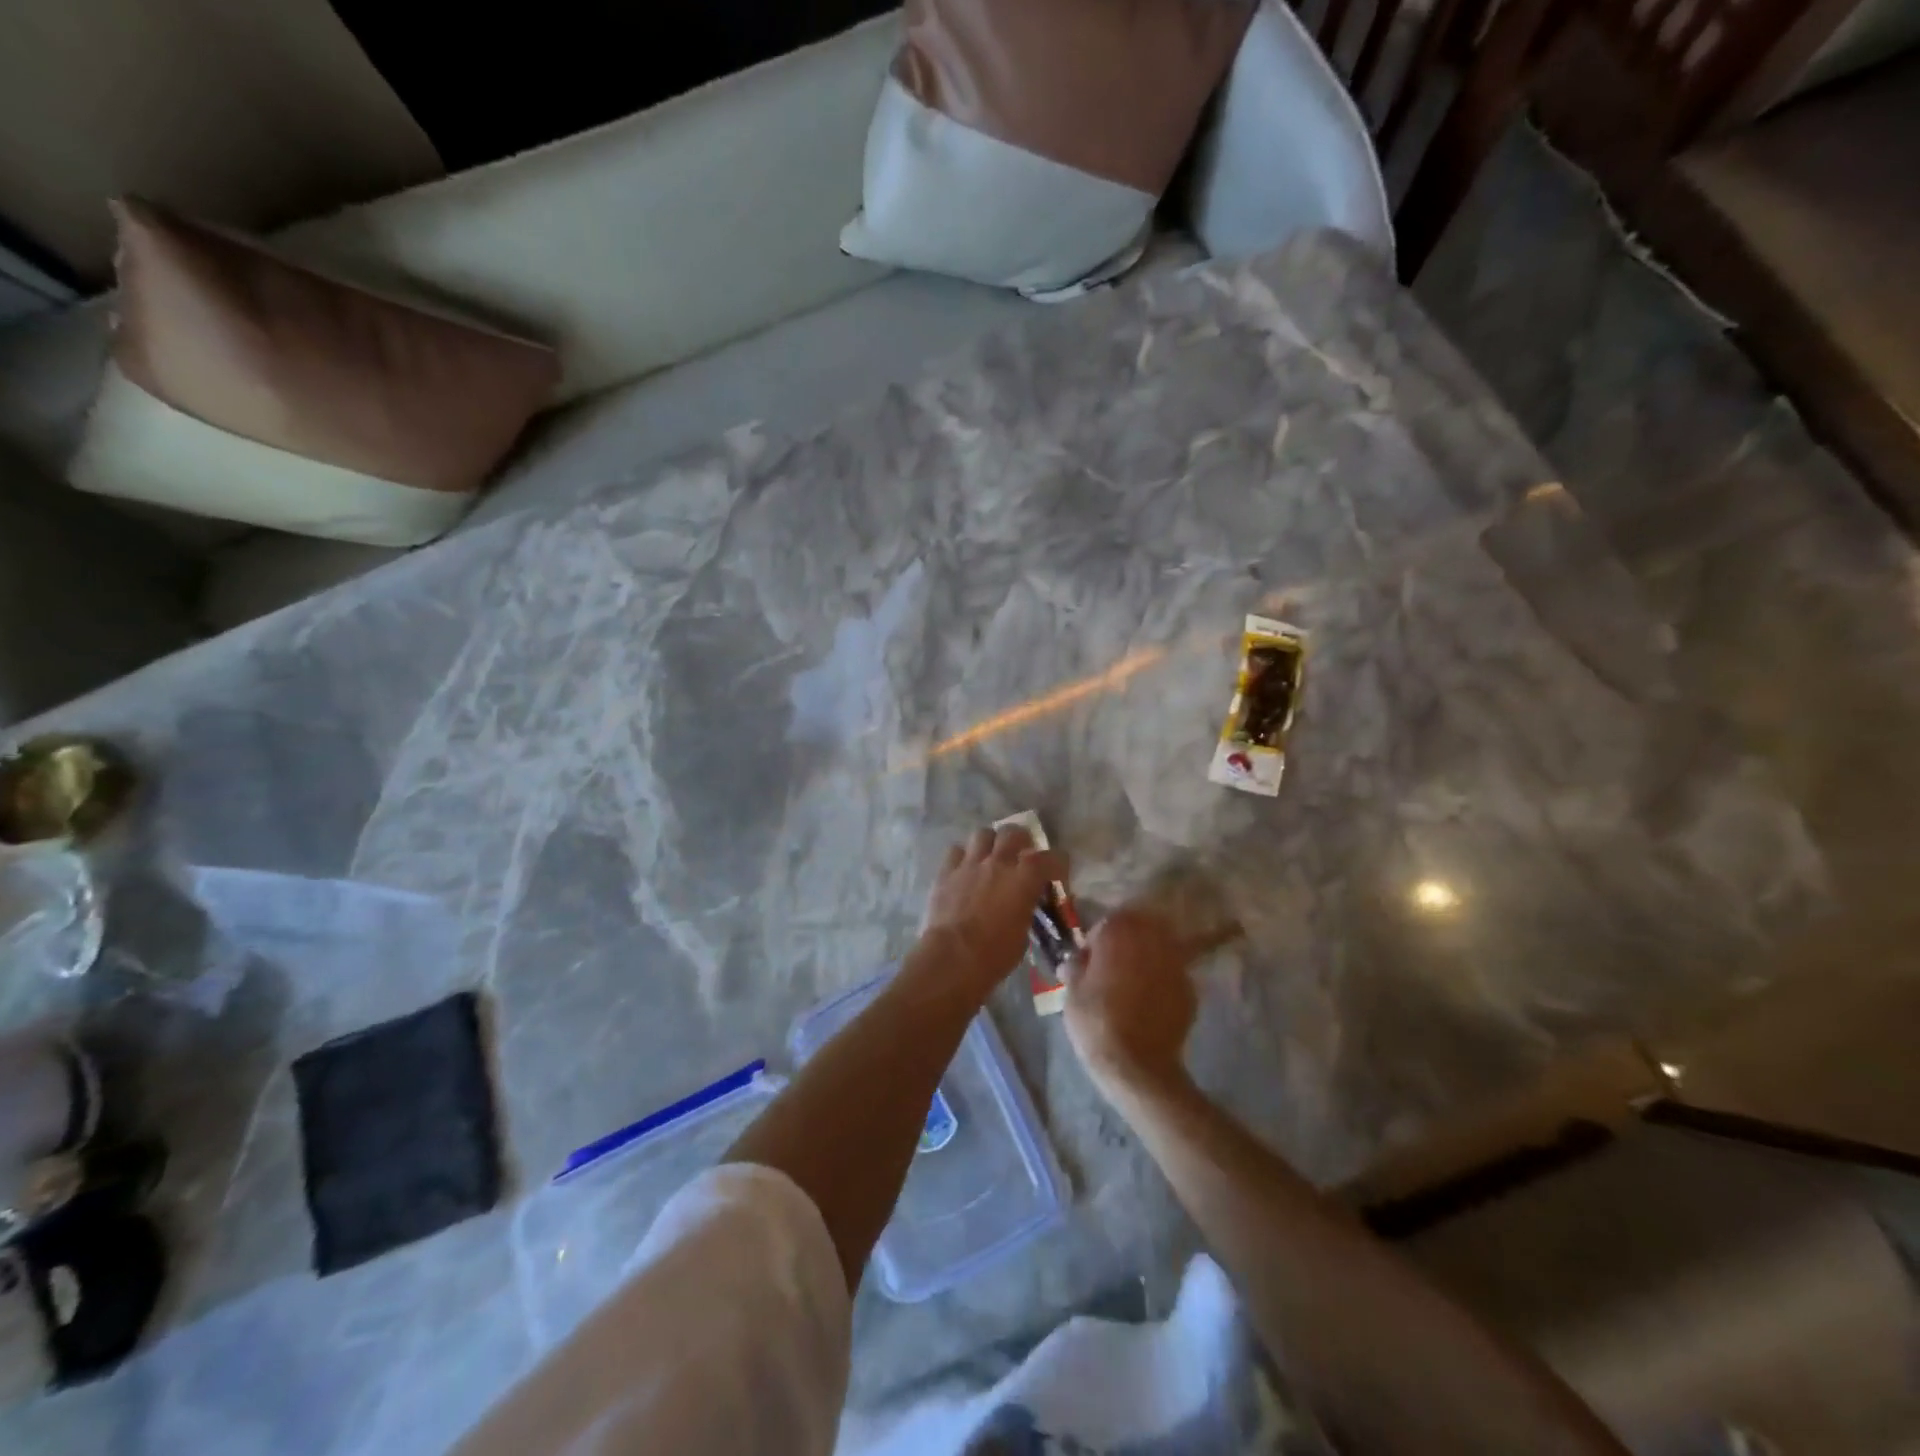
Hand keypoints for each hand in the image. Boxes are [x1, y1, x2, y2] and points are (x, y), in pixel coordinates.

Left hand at [921, 826, 1065, 995]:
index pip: (1051, 857)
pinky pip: (956, 851)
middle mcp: (998, 863)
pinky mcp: (946, 872)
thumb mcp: (1023, 934)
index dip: (1058, 864)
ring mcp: (970, 864)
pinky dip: (963, 857)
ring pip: (983, 834)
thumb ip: (1026, 910)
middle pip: (1013, 832)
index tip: (1056, 875)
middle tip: (1020, 856)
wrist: (952, 958)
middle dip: (1020, 841)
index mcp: (1024, 879)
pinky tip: (964, 870)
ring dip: (990, 843)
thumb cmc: (994, 954)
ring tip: (990, 858)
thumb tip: (1024, 905)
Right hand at [1065, 907, 1197, 1097]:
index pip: (1107, 922)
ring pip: (1159, 948)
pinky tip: (1150, 1002)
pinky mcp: (1190, 989)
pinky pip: (1171, 975)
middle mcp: (1152, 939)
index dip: (1096, 940)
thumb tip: (1075, 961)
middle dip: (1126, 942)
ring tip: (1133, 982)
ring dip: (1146, 958)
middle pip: (1139, 928)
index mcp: (1119, 933)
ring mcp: (1175, 963)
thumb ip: (1075, 967)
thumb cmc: (1096, 1022)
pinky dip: (1161, 981)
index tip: (1089, 960)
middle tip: (1112, 967)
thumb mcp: (1071, 992)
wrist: (1137, 1066)